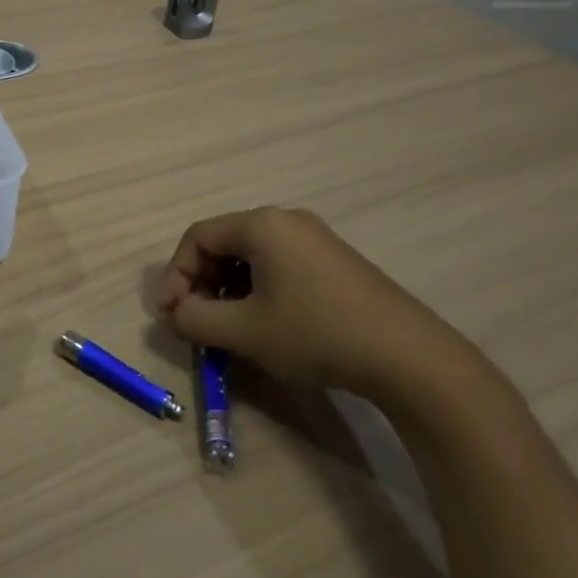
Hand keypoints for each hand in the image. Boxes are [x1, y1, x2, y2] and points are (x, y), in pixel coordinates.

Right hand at [154, 207, 477, 407]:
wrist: (408, 357)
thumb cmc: (316, 334)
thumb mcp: (244, 332)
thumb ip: (196, 320)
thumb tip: (176, 313)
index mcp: (261, 225)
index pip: (198, 238)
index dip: (175, 275)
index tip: (169, 314)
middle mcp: (287, 220)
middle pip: (224, 243)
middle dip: (202, 282)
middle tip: (197, 321)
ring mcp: (316, 238)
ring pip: (251, 255)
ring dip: (228, 288)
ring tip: (229, 326)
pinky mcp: (336, 261)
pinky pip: (279, 264)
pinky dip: (258, 288)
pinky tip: (266, 322)